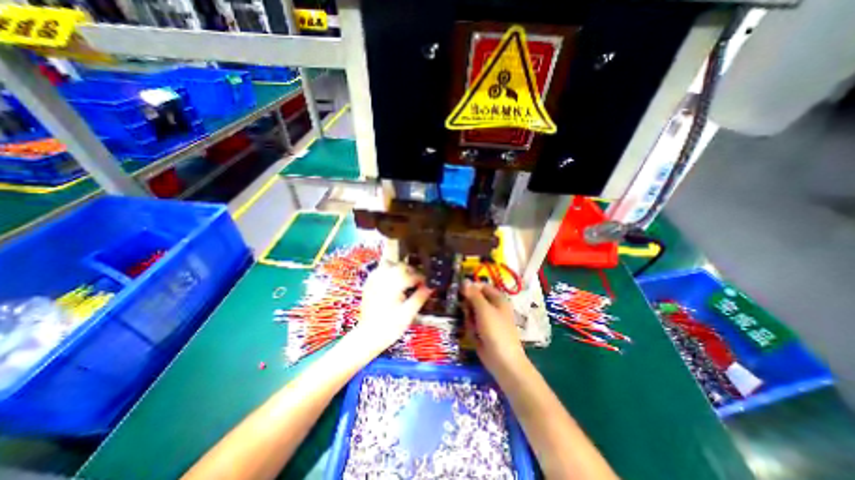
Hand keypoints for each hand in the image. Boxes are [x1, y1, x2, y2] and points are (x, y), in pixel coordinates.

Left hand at [352, 263, 435, 352]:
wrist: (368, 336)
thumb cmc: (390, 327)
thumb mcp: (408, 314)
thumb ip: (420, 297)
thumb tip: (431, 287)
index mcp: (392, 285)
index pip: (411, 275)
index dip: (422, 279)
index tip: (427, 285)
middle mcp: (382, 278)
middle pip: (400, 266)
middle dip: (411, 272)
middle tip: (418, 283)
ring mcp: (373, 280)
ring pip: (390, 265)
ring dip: (400, 270)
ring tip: (407, 281)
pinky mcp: (369, 283)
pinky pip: (381, 270)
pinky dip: (390, 272)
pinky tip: (394, 282)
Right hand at [465, 282, 523, 375]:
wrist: (502, 360)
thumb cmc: (495, 331)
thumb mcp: (483, 309)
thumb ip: (473, 294)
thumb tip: (464, 280)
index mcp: (498, 299)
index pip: (481, 286)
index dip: (471, 287)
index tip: (459, 292)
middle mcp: (493, 307)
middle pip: (474, 299)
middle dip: (468, 306)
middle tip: (468, 313)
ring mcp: (487, 320)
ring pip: (470, 312)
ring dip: (469, 319)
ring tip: (473, 327)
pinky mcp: (482, 331)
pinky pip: (471, 323)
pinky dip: (471, 328)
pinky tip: (474, 335)